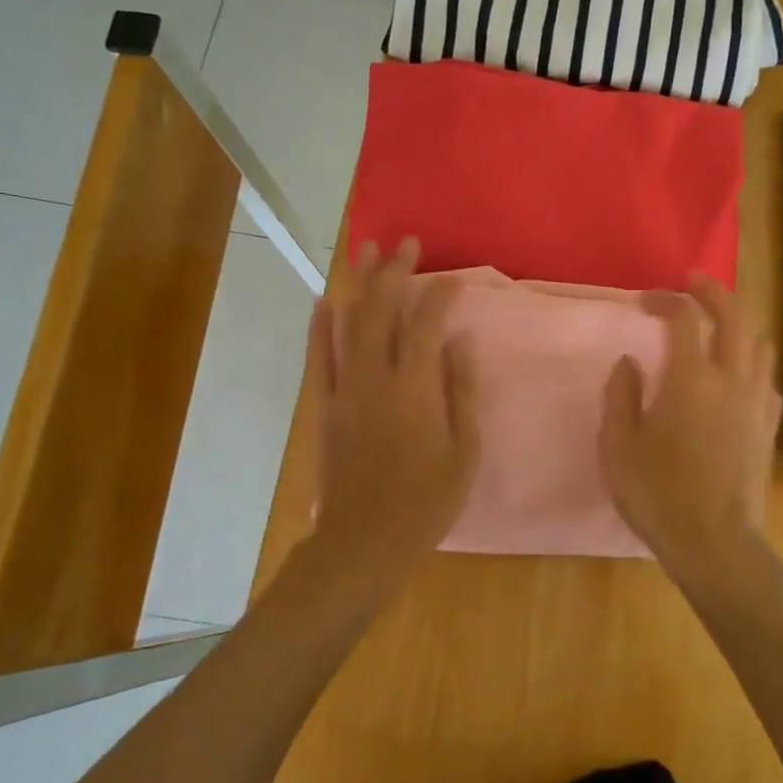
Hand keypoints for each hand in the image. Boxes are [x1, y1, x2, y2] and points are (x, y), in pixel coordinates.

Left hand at [306, 238, 479, 578]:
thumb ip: (461, 391)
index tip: (452, 279)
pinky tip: (325, 300)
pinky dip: (320, 325)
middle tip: (405, 242)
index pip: (427, 324)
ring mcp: (345, 388)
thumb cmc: (426, 501)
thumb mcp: (464, 450)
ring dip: (358, 284)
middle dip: (394, 271)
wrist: (364, 540)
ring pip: (348, 323)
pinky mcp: (323, 405)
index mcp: (417, 387)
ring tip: (365, 250)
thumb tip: (460, 342)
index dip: (440, 295)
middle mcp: (377, 376)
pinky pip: (319, 356)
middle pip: (383, 310)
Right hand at [598, 276, 782, 588]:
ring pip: (760, 343)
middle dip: (715, 291)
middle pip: (736, 315)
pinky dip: (751, 361)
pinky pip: (767, 377)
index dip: (666, 299)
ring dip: (739, 322)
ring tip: (717, 324)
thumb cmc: (657, 494)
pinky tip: (736, 375)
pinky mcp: (768, 427)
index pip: (685, 317)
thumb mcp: (617, 445)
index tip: (645, 301)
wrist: (714, 542)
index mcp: (691, 379)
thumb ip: (620, 395)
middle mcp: (732, 379)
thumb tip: (630, 362)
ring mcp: (757, 402)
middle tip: (694, 283)